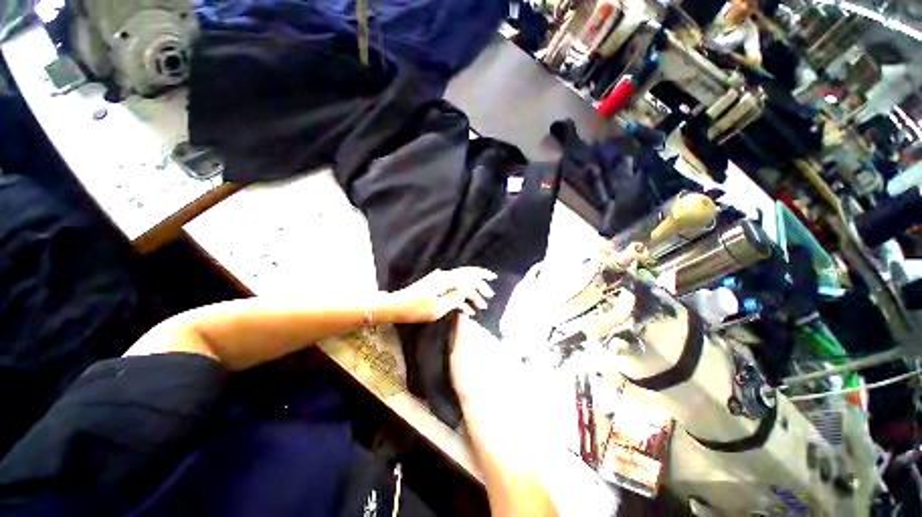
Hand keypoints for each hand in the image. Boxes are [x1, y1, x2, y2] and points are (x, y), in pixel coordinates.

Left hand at [384, 267, 496, 323]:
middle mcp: (444, 278)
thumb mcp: (438, 308)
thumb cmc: (416, 309)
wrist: (395, 306)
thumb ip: (455, 298)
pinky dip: (460, 300)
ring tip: (481, 307)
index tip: (493, 278)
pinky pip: (452, 292)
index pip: (468, 274)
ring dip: (471, 295)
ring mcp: (439, 283)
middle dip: (479, 287)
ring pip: (460, 286)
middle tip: (489, 297)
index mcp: (446, 280)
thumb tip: (466, 291)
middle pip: (466, 279)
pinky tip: (467, 310)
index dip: (482, 275)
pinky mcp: (435, 289)